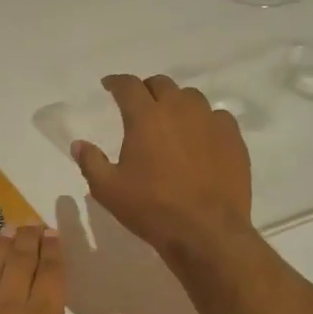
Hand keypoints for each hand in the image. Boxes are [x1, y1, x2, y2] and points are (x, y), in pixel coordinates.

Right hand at [73, 74, 253, 263]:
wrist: (206, 231)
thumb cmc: (151, 208)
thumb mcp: (108, 190)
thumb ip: (90, 162)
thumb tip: (79, 144)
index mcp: (145, 117)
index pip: (128, 86)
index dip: (116, 82)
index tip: (109, 86)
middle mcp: (179, 109)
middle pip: (161, 84)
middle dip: (146, 89)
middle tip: (139, 104)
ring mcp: (210, 121)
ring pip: (191, 97)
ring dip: (176, 102)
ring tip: (170, 120)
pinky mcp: (233, 138)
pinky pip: (217, 117)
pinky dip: (203, 120)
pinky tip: (199, 137)